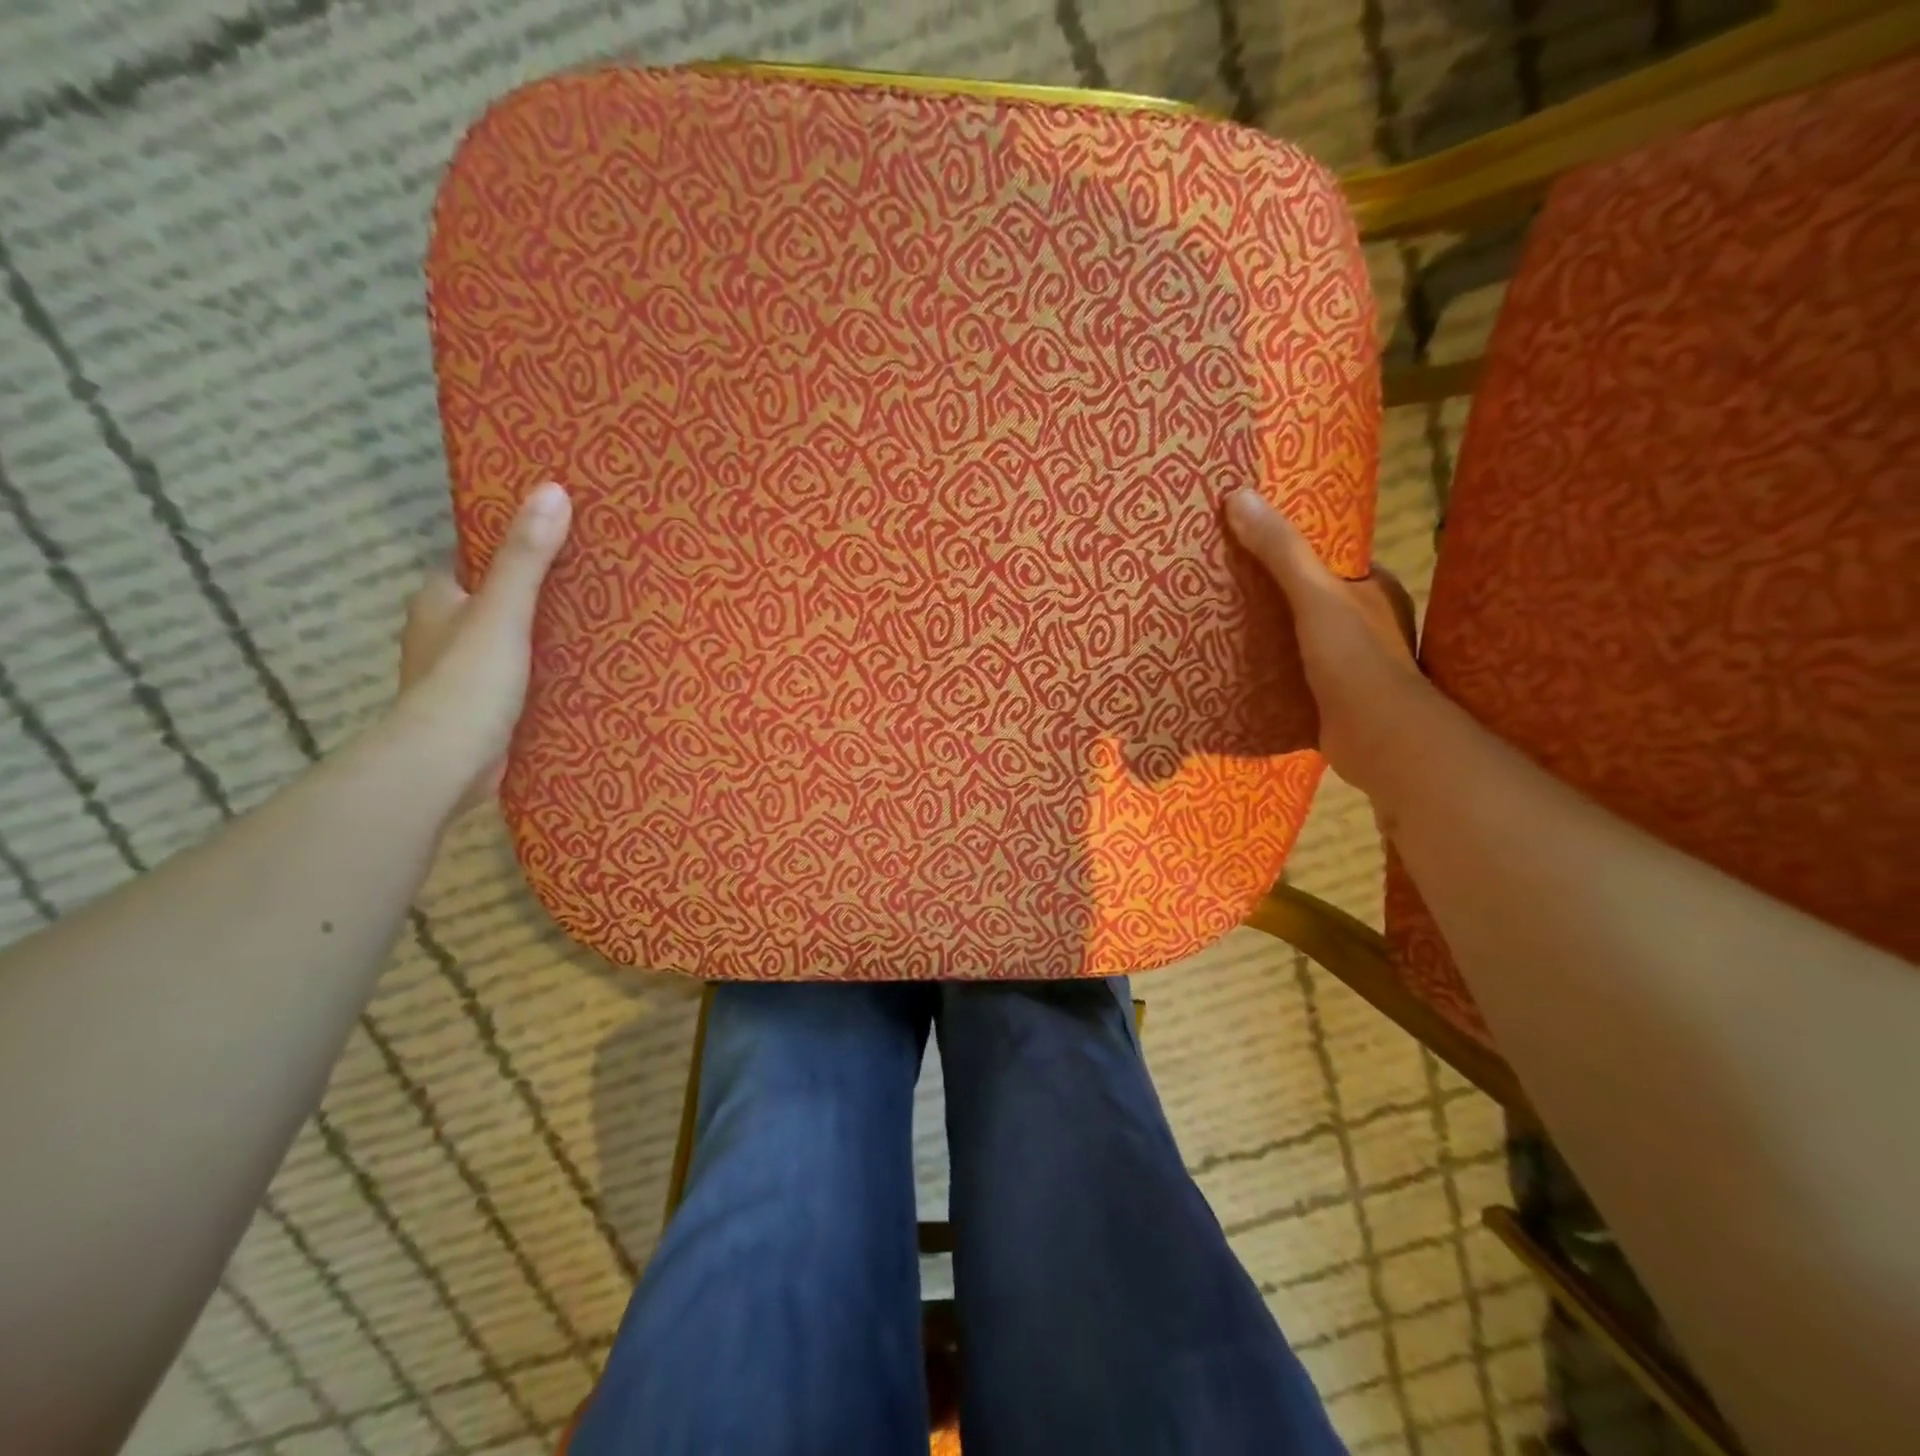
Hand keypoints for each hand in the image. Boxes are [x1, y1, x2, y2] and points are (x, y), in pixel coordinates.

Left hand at [390, 481, 572, 815]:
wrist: (446, 762)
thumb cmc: (469, 679)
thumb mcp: (504, 610)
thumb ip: (527, 557)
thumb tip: (552, 489)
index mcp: (438, 600)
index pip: (474, 561)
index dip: (510, 549)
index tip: (557, 540)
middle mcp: (443, 633)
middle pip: (495, 602)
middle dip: (534, 595)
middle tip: (591, 583)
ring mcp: (462, 674)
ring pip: (508, 643)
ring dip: (541, 637)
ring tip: (597, 626)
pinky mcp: (483, 710)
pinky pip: (519, 678)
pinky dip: (542, 673)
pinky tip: (579, 674)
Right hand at [1225, 488, 1427, 796]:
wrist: (1378, 739)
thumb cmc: (1355, 659)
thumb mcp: (1315, 595)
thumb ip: (1280, 551)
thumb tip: (1238, 496)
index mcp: (1375, 590)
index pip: (1329, 560)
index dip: (1292, 549)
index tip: (1249, 541)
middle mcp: (1366, 624)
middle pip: (1309, 598)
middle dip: (1271, 593)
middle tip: (1221, 581)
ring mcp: (1348, 664)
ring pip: (1298, 637)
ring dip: (1266, 633)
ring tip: (1217, 620)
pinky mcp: (1329, 698)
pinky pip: (1290, 673)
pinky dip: (1266, 669)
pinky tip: (1231, 666)